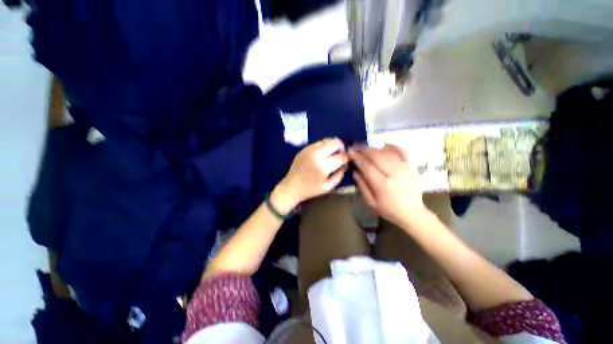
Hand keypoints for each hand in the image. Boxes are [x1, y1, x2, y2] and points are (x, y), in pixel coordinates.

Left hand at [275, 138, 347, 209]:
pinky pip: (319, 143)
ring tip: (331, 155)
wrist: (291, 187)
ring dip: (332, 146)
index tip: (346, 160)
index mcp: (322, 167)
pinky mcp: (304, 148)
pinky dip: (324, 147)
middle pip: (335, 142)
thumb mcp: (328, 187)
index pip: (341, 157)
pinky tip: (322, 155)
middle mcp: (316, 155)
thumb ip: (339, 175)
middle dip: (341, 148)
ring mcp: (309, 150)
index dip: (347, 158)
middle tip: (339, 156)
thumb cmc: (310, 190)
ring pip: (327, 140)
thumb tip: (345, 163)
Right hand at [350, 144, 429, 227]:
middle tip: (355, 148)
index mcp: (382, 185)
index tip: (350, 153)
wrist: (412, 212)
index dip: (358, 158)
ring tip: (365, 149)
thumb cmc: (389, 209)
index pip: (367, 166)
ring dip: (374, 148)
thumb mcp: (371, 202)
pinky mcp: (410, 166)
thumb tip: (355, 171)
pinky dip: (391, 146)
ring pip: (386, 152)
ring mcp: (404, 168)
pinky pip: (401, 151)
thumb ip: (362, 186)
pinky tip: (383, 147)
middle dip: (364, 150)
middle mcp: (394, 173)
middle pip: (376, 156)